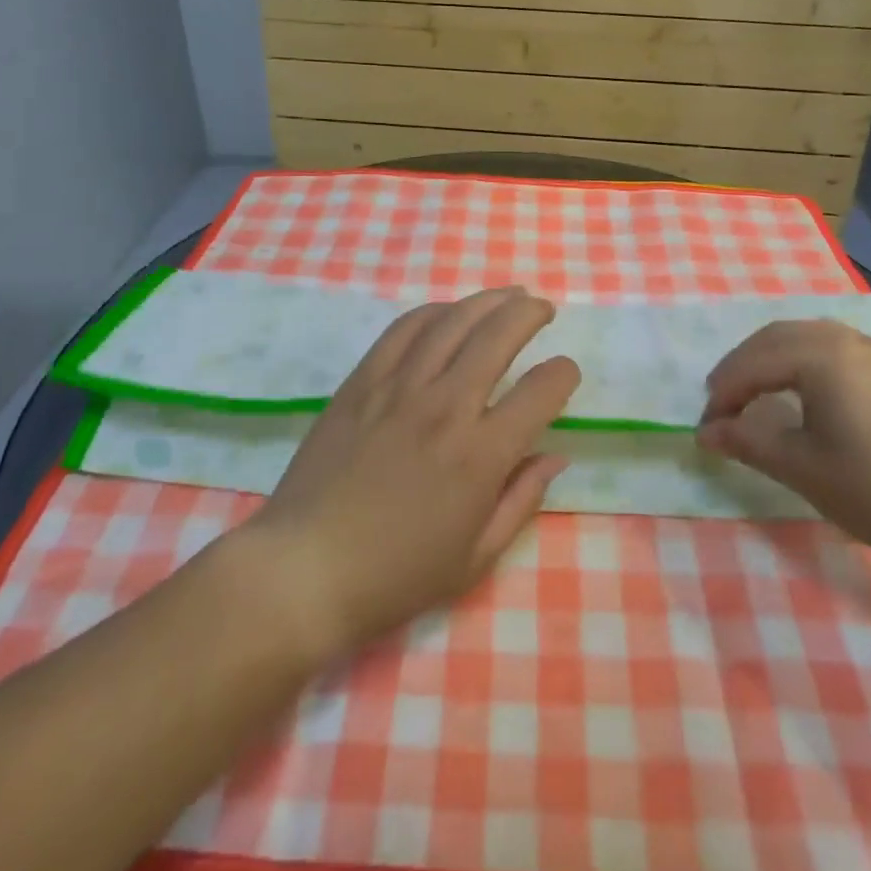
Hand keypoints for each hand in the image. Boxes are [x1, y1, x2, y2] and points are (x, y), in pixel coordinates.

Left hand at [241, 287, 579, 661]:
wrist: (305, 568)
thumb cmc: (395, 575)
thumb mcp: (475, 557)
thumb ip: (522, 500)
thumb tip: (556, 457)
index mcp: (480, 456)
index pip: (540, 391)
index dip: (563, 374)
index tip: (565, 374)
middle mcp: (445, 408)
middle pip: (498, 336)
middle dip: (529, 314)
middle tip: (542, 309)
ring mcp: (399, 388)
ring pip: (452, 322)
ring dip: (486, 300)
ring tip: (507, 296)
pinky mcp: (362, 381)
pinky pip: (403, 330)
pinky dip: (433, 312)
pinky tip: (447, 312)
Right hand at [697, 319, 870, 567]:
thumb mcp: (804, 469)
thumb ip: (748, 442)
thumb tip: (705, 431)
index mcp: (820, 356)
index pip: (752, 364)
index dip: (723, 394)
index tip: (706, 428)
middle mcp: (846, 340)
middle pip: (776, 338)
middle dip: (742, 366)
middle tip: (722, 401)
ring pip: (807, 338)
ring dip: (772, 359)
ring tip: (756, 392)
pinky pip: (834, 348)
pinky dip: (803, 361)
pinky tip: (806, 392)